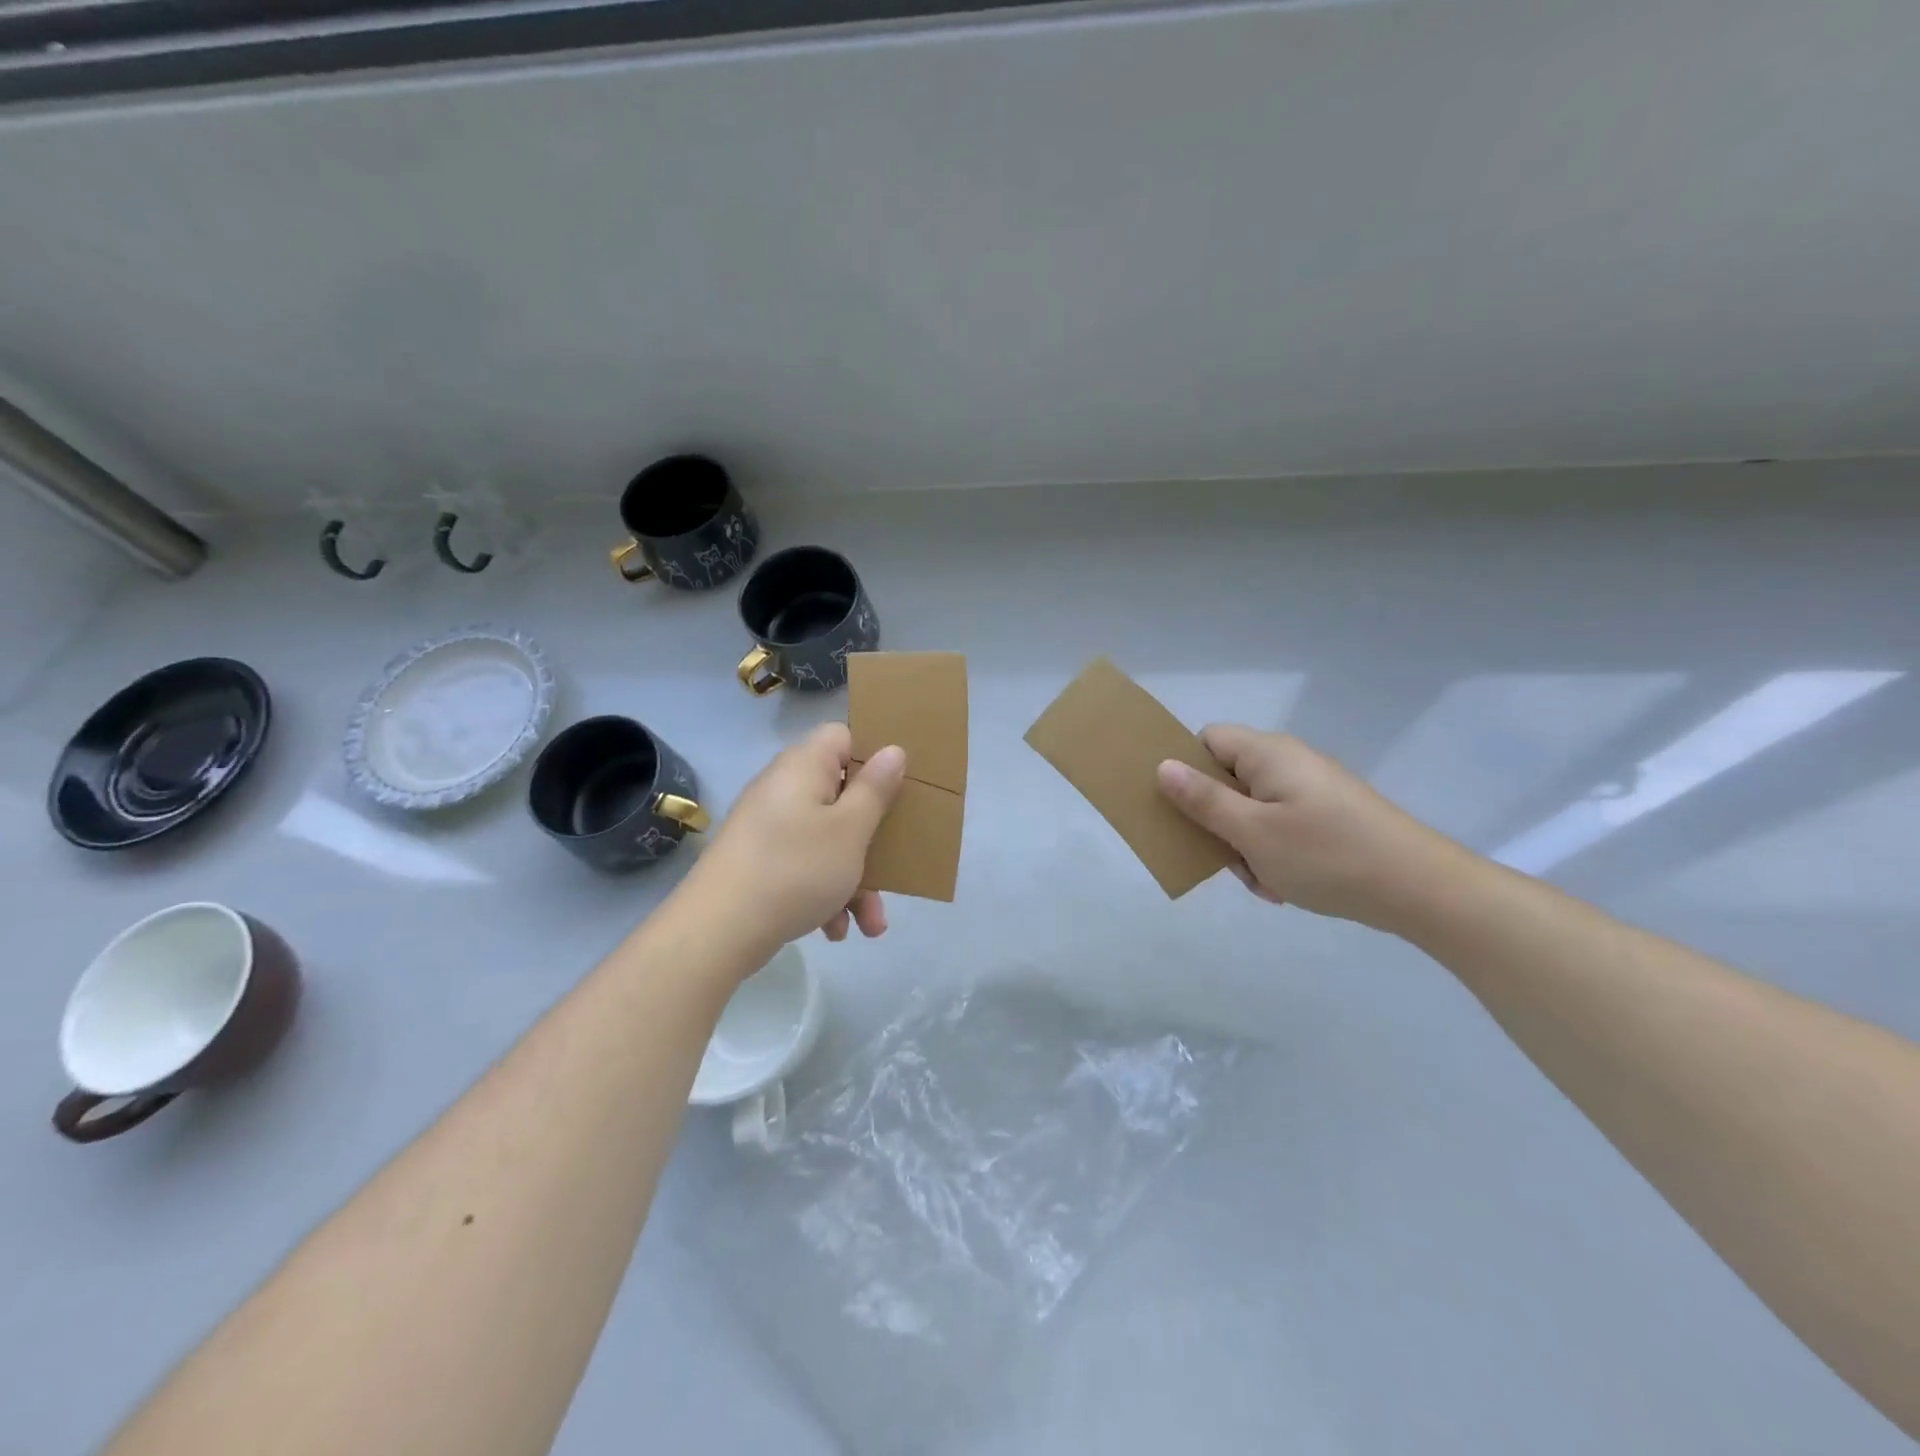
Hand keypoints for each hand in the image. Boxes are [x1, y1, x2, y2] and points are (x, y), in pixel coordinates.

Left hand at [682, 724, 906, 954]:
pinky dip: (825, 894)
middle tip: (895, 863)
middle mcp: (784, 789)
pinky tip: (835, 931)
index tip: (897, 789)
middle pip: (841, 796)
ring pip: (828, 840)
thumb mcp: (850, 830)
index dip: (872, 758)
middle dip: (872, 838)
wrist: (717, 931)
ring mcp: (769, 827)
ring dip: (855, 879)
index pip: (843, 737)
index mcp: (805, 767)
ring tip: (872, 924)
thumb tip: (893, 749)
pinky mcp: (760, 862)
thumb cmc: (795, 870)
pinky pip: (805, 866)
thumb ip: (875, 789)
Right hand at [1156, 726, 1468, 929]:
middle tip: (1224, 857)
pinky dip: (1274, 852)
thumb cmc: (1326, 855)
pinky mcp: (1329, 815)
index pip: (1207, 741)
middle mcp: (1289, 761)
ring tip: (1262, 880)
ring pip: (1252, 809)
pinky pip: (1281, 825)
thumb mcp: (1252, 832)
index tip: (1180, 808)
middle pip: (1228, 778)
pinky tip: (1285, 885)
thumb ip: (1203, 800)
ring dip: (1246, 845)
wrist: (1420, 889)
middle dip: (1218, 820)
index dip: (1187, 769)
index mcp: (1267, 753)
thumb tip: (1162, 766)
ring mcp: (1312, 789)